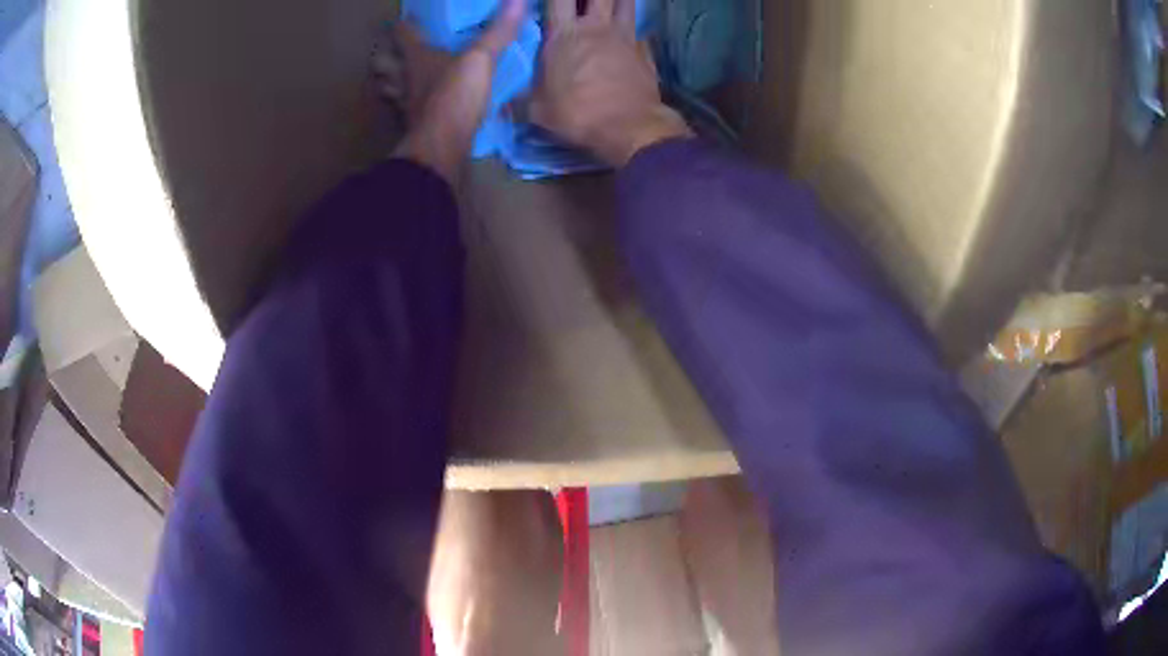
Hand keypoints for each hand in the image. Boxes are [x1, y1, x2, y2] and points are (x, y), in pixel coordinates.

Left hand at [387, 0, 523, 183]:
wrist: (441, 147)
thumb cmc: (455, 96)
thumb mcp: (480, 59)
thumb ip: (498, 32)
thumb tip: (519, 1)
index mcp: (416, 57)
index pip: (402, 34)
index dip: (403, 25)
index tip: (404, 21)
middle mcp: (404, 79)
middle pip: (382, 64)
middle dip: (384, 57)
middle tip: (392, 51)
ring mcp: (405, 105)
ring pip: (388, 89)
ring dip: (389, 82)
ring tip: (396, 77)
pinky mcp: (412, 126)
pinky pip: (403, 111)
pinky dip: (404, 106)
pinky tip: (415, 106)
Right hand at [531, 0, 691, 166]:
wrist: (630, 128)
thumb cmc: (578, 114)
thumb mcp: (537, 110)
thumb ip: (521, 99)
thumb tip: (504, 106)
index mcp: (564, 35)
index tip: (549, 0)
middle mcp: (596, 28)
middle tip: (583, 0)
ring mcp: (625, 37)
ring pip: (625, 3)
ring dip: (618, 0)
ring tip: (610, 3)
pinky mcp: (644, 52)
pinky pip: (639, 31)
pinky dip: (633, 29)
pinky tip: (631, 34)